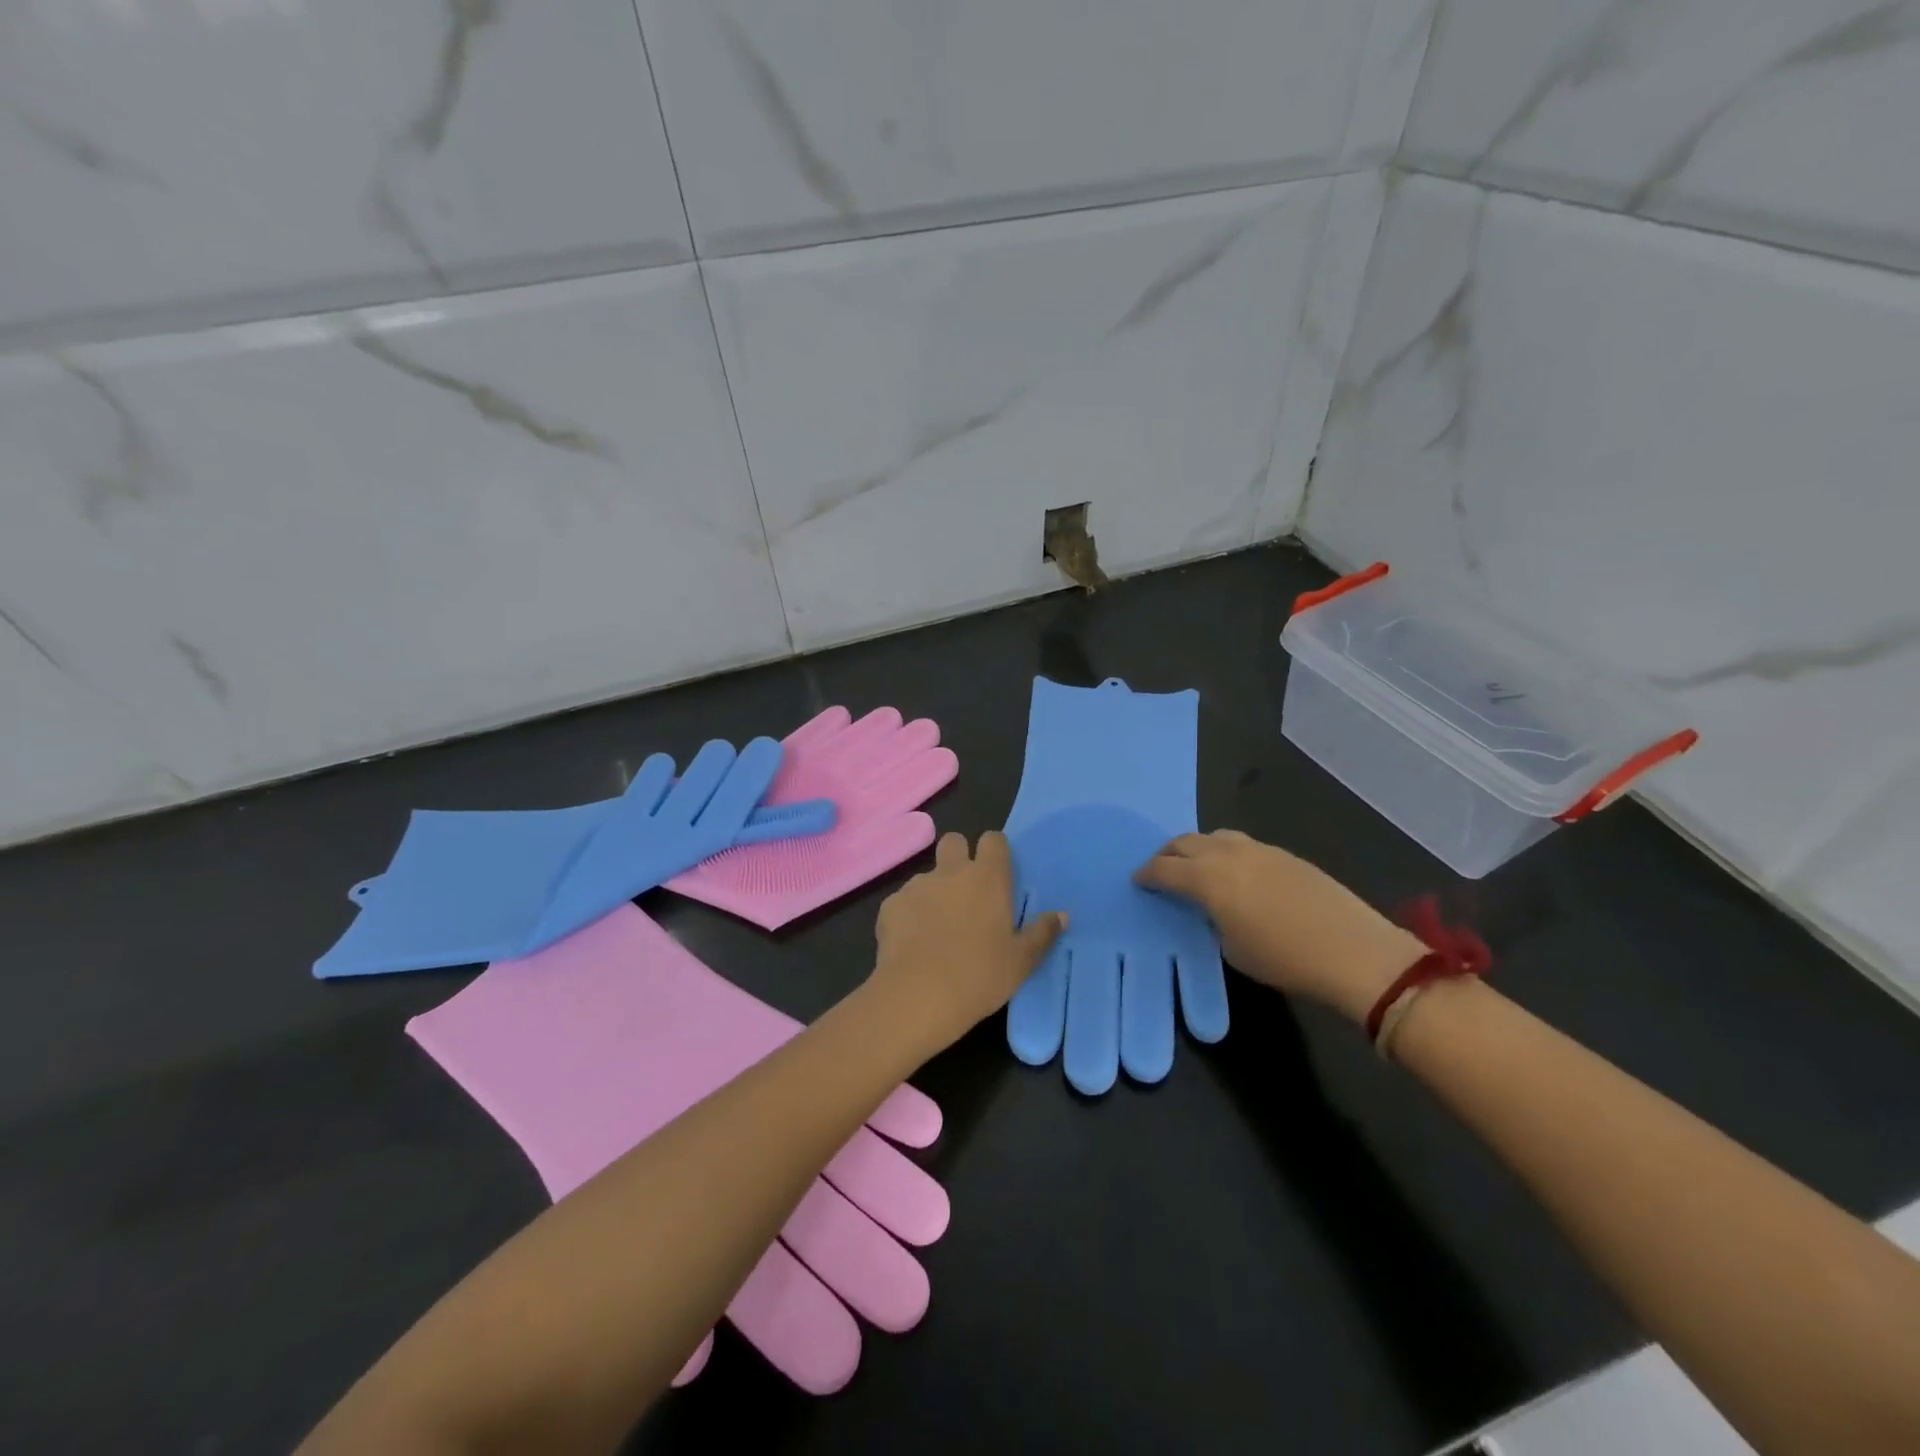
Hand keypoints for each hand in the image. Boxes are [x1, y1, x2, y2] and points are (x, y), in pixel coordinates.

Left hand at [871, 831, 1066, 1054]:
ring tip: (936, 929)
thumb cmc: (980, 976)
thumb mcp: (1021, 961)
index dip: (995, 851)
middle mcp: (951, 872)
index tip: (998, 873)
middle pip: (954, 841)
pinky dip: (909, 915)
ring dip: (934, 892)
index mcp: (988, 878)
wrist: (918, 996)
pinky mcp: (890, 905)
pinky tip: (912, 944)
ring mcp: (917, 885)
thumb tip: (1061, 915)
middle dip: (959, 856)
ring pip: (928, 875)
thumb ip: (1042, 933)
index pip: (993, 840)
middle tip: (965, 892)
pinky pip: (904, 901)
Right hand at [1134, 831, 1423, 1024]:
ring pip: (1214, 836)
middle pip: (1186, 842)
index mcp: (1208, 878)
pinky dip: (1224, 851)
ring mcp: (1259, 849)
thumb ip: (1211, 921)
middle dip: (1167, 854)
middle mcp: (1228, 854)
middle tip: (1160, 870)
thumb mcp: (1232, 949)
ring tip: (1195, 866)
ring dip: (1197, 848)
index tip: (1138, 881)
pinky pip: (1240, 843)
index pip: (1164, 868)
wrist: (1354, 952)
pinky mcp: (1284, 854)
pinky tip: (1233, 872)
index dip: (1147, 875)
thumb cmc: (1284, 959)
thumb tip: (1210, 909)